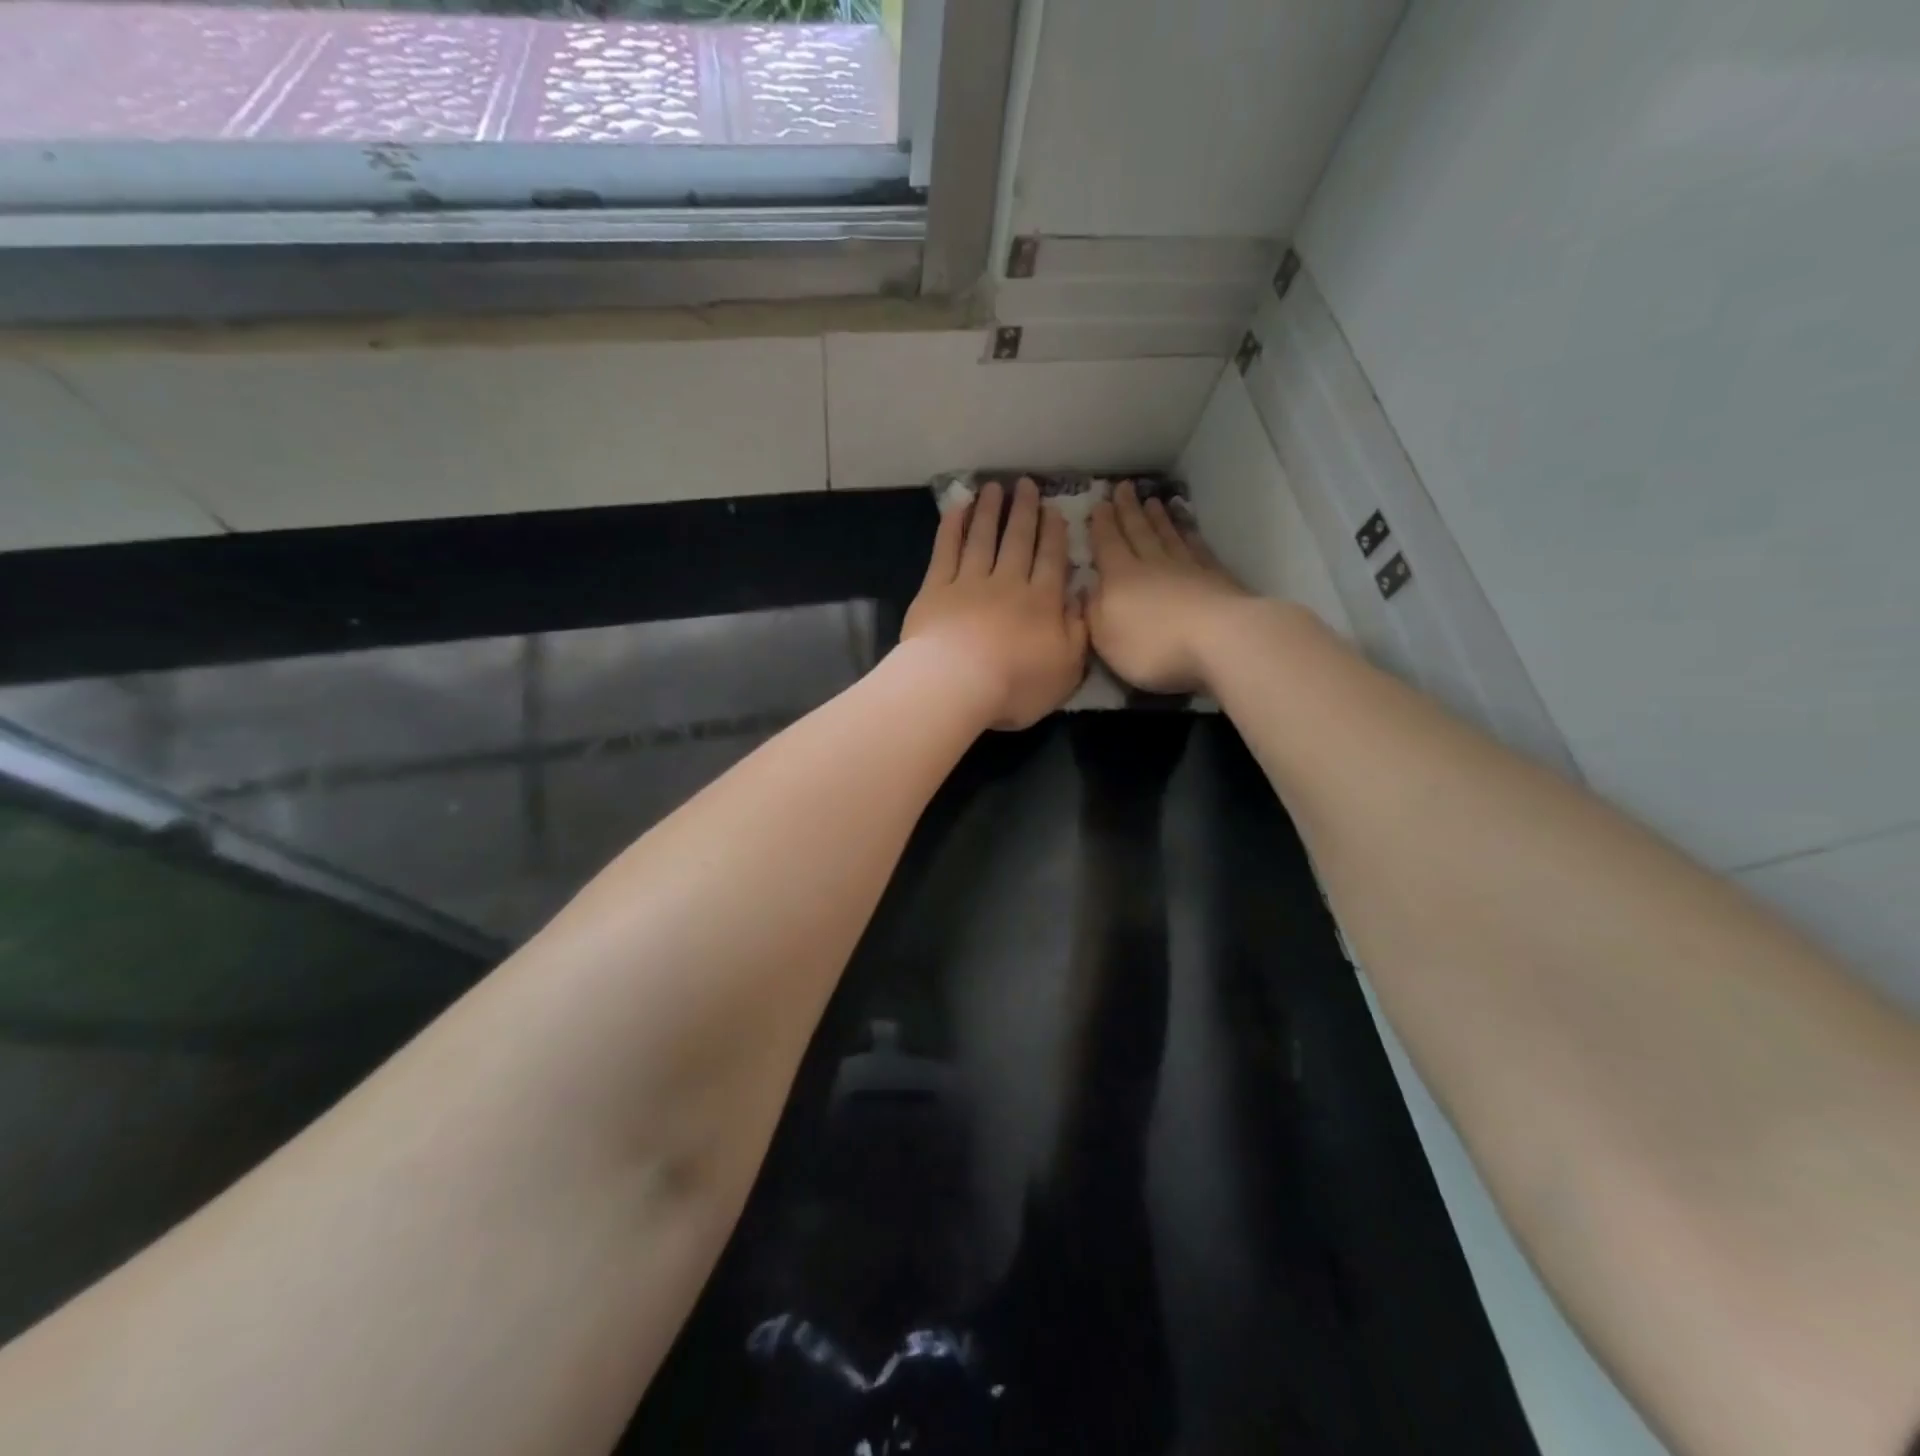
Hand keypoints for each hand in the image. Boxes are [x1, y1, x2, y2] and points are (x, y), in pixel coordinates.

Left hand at [901, 478, 1088, 729]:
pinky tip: (957, 509)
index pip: (1052, 560)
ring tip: (994, 488)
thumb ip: (1078, 633)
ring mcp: (970, 583)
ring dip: (989, 512)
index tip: (1054, 510)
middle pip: (1018, 541)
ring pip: (983, 539)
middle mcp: (1008, 584)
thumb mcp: (1066, 670)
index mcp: (1042, 603)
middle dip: (1024, 511)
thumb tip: (1081, 599)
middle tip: (1026, 485)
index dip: (1054, 534)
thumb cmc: (1016, 685)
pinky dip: (952, 528)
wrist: (957, 684)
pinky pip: (946, 551)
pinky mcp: (936, 590)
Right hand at [1087, 481, 1249, 694]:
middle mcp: (1152, 565)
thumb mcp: (1105, 637)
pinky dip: (1190, 535)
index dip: (1101, 524)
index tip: (1099, 502)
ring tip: (1153, 501)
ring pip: (1168, 536)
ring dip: (1158, 518)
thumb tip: (1085, 588)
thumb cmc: (1152, 646)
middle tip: (1123, 487)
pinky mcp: (1216, 578)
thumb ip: (1092, 611)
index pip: (1107, 544)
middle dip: (1128, 510)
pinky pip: (1198, 548)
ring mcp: (1188, 568)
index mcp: (1120, 578)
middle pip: (1138, 532)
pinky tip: (1188, 529)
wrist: (1218, 641)